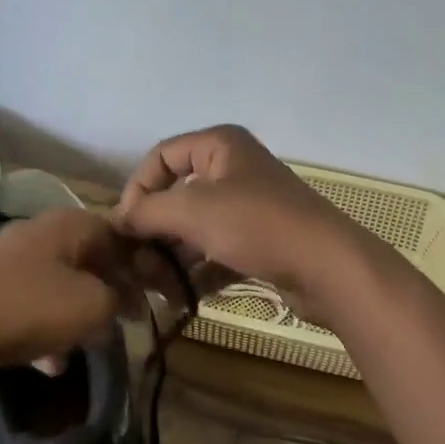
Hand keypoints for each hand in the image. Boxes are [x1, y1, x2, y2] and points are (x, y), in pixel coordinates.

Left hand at [0, 208, 139, 375]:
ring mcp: (8, 259)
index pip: (119, 234)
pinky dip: (43, 328)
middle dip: (108, 292)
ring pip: (58, 284)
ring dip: (75, 315)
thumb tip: (123, 301)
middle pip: (88, 259)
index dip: (141, 265)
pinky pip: (28, 304)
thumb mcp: (91, 307)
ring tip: (84, 348)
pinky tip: (46, 363)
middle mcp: (39, 232)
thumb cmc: (28, 308)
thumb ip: (118, 300)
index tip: (152, 297)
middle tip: (123, 321)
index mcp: (69, 224)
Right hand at [114, 125, 384, 322]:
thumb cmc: (256, 224)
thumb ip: (147, 211)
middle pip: (177, 194)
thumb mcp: (192, 211)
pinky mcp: (259, 241)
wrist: (327, 266)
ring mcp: (248, 206)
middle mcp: (233, 169)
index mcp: (219, 146)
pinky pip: (216, 250)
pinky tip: (181, 297)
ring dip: (172, 256)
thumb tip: (117, 220)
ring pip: (196, 227)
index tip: (124, 226)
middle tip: (136, 264)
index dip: (138, 188)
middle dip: (154, 230)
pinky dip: (198, 271)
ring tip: (155, 286)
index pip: (161, 156)